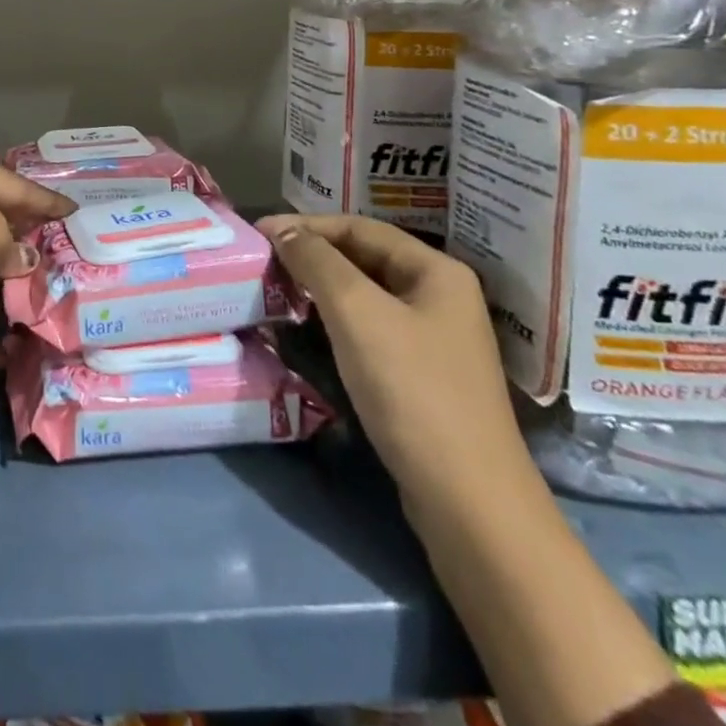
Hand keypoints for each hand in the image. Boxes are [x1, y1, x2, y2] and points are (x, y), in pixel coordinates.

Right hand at [255, 214, 530, 515]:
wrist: (467, 500)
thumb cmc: (412, 390)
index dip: (305, 225)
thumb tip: (282, 231)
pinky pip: (371, 329)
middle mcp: (441, 296)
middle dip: (312, 254)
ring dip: (320, 287)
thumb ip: (317, 262)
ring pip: (366, 295)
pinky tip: (307, 329)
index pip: (360, 227)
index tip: (258, 232)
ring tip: (276, 289)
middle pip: (365, 258)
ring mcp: (435, 339)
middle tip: (263, 260)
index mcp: (437, 271)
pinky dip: (335, 320)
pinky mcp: (422, 375)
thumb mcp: (357, 314)